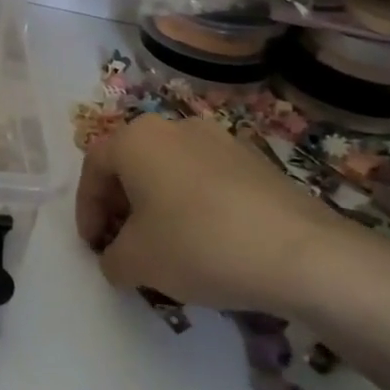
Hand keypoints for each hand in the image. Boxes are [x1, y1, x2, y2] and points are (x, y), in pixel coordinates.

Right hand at [75, 115, 334, 313]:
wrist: (302, 254)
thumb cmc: (199, 245)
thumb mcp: (135, 262)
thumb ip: (111, 258)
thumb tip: (117, 258)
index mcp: (136, 138)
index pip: (94, 167)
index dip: (86, 209)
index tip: (93, 246)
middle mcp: (174, 127)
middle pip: (132, 164)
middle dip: (121, 205)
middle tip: (122, 245)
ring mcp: (220, 140)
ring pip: (171, 170)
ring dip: (158, 205)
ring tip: (165, 248)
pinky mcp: (256, 161)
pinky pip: (207, 180)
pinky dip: (194, 206)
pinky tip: (208, 244)